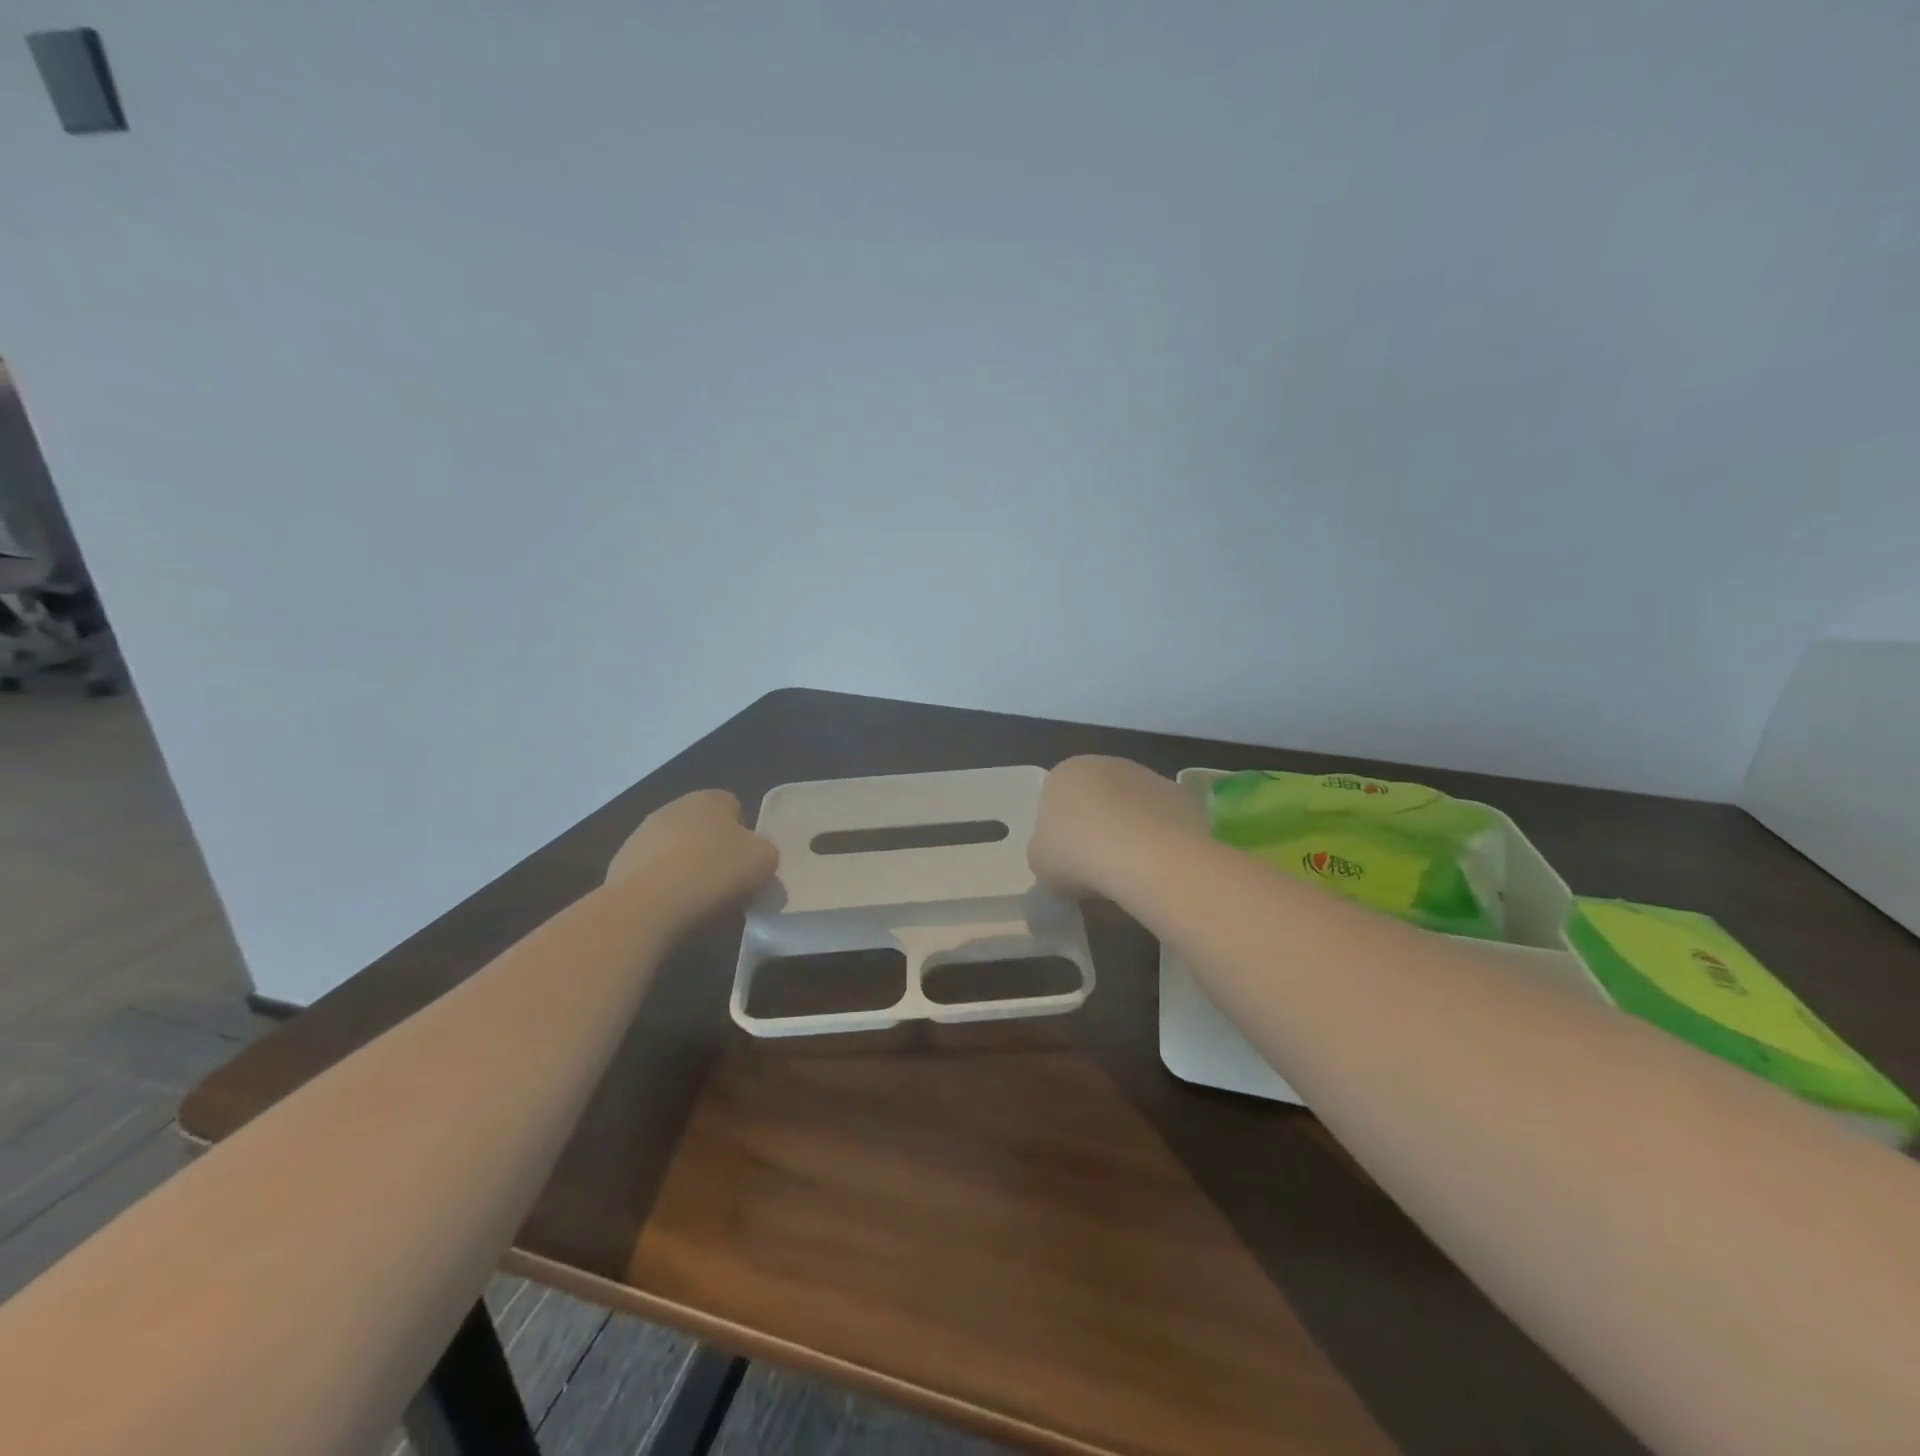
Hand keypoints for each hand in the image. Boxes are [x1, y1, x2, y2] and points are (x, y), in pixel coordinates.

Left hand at [605, 789, 777, 920]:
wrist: (645, 907)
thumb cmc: (713, 874)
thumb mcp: (764, 861)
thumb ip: (765, 851)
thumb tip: (754, 856)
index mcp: (709, 799)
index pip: (734, 807)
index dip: (745, 835)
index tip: (748, 864)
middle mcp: (672, 808)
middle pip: (702, 828)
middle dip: (713, 851)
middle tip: (726, 883)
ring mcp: (641, 835)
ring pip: (675, 850)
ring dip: (685, 868)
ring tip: (696, 902)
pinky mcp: (619, 865)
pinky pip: (652, 874)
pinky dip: (661, 887)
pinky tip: (669, 909)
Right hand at [1029, 756, 1206, 898]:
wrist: (1145, 856)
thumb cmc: (1078, 854)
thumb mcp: (1039, 861)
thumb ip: (1044, 849)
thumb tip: (1058, 852)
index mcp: (1064, 773)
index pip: (1055, 800)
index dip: (1060, 833)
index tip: (1066, 862)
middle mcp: (1105, 764)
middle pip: (1096, 799)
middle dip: (1096, 827)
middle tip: (1096, 867)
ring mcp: (1146, 775)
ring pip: (1130, 807)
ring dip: (1128, 831)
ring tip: (1129, 871)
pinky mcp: (1180, 794)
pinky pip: (1161, 819)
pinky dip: (1158, 838)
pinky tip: (1156, 865)